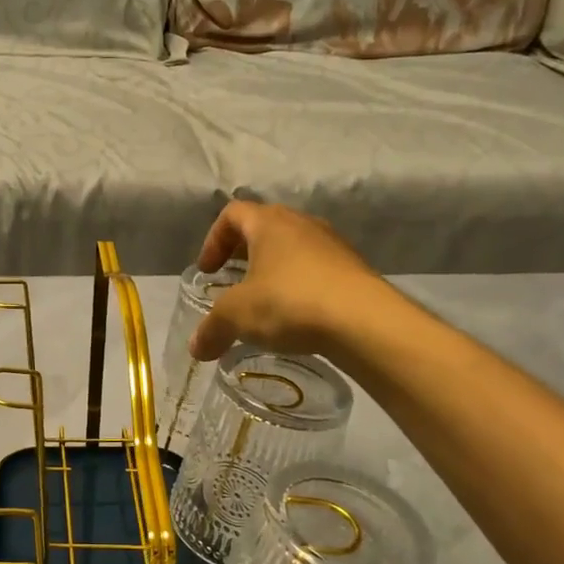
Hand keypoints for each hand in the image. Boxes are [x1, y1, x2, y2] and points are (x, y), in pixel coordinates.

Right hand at [189, 201, 386, 362]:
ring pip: (293, 248)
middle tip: (232, 281)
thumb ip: (212, 329)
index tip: (209, 271)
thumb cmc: (290, 302)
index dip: (214, 240)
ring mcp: (333, 244)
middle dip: (244, 253)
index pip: (232, 214)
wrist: (366, 322)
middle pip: (264, 227)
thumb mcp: (238, 316)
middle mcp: (302, 223)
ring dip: (274, 269)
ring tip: (266, 302)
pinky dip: (300, 285)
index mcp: (269, 223)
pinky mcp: (355, 269)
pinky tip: (297, 315)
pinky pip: (317, 269)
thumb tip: (197, 349)